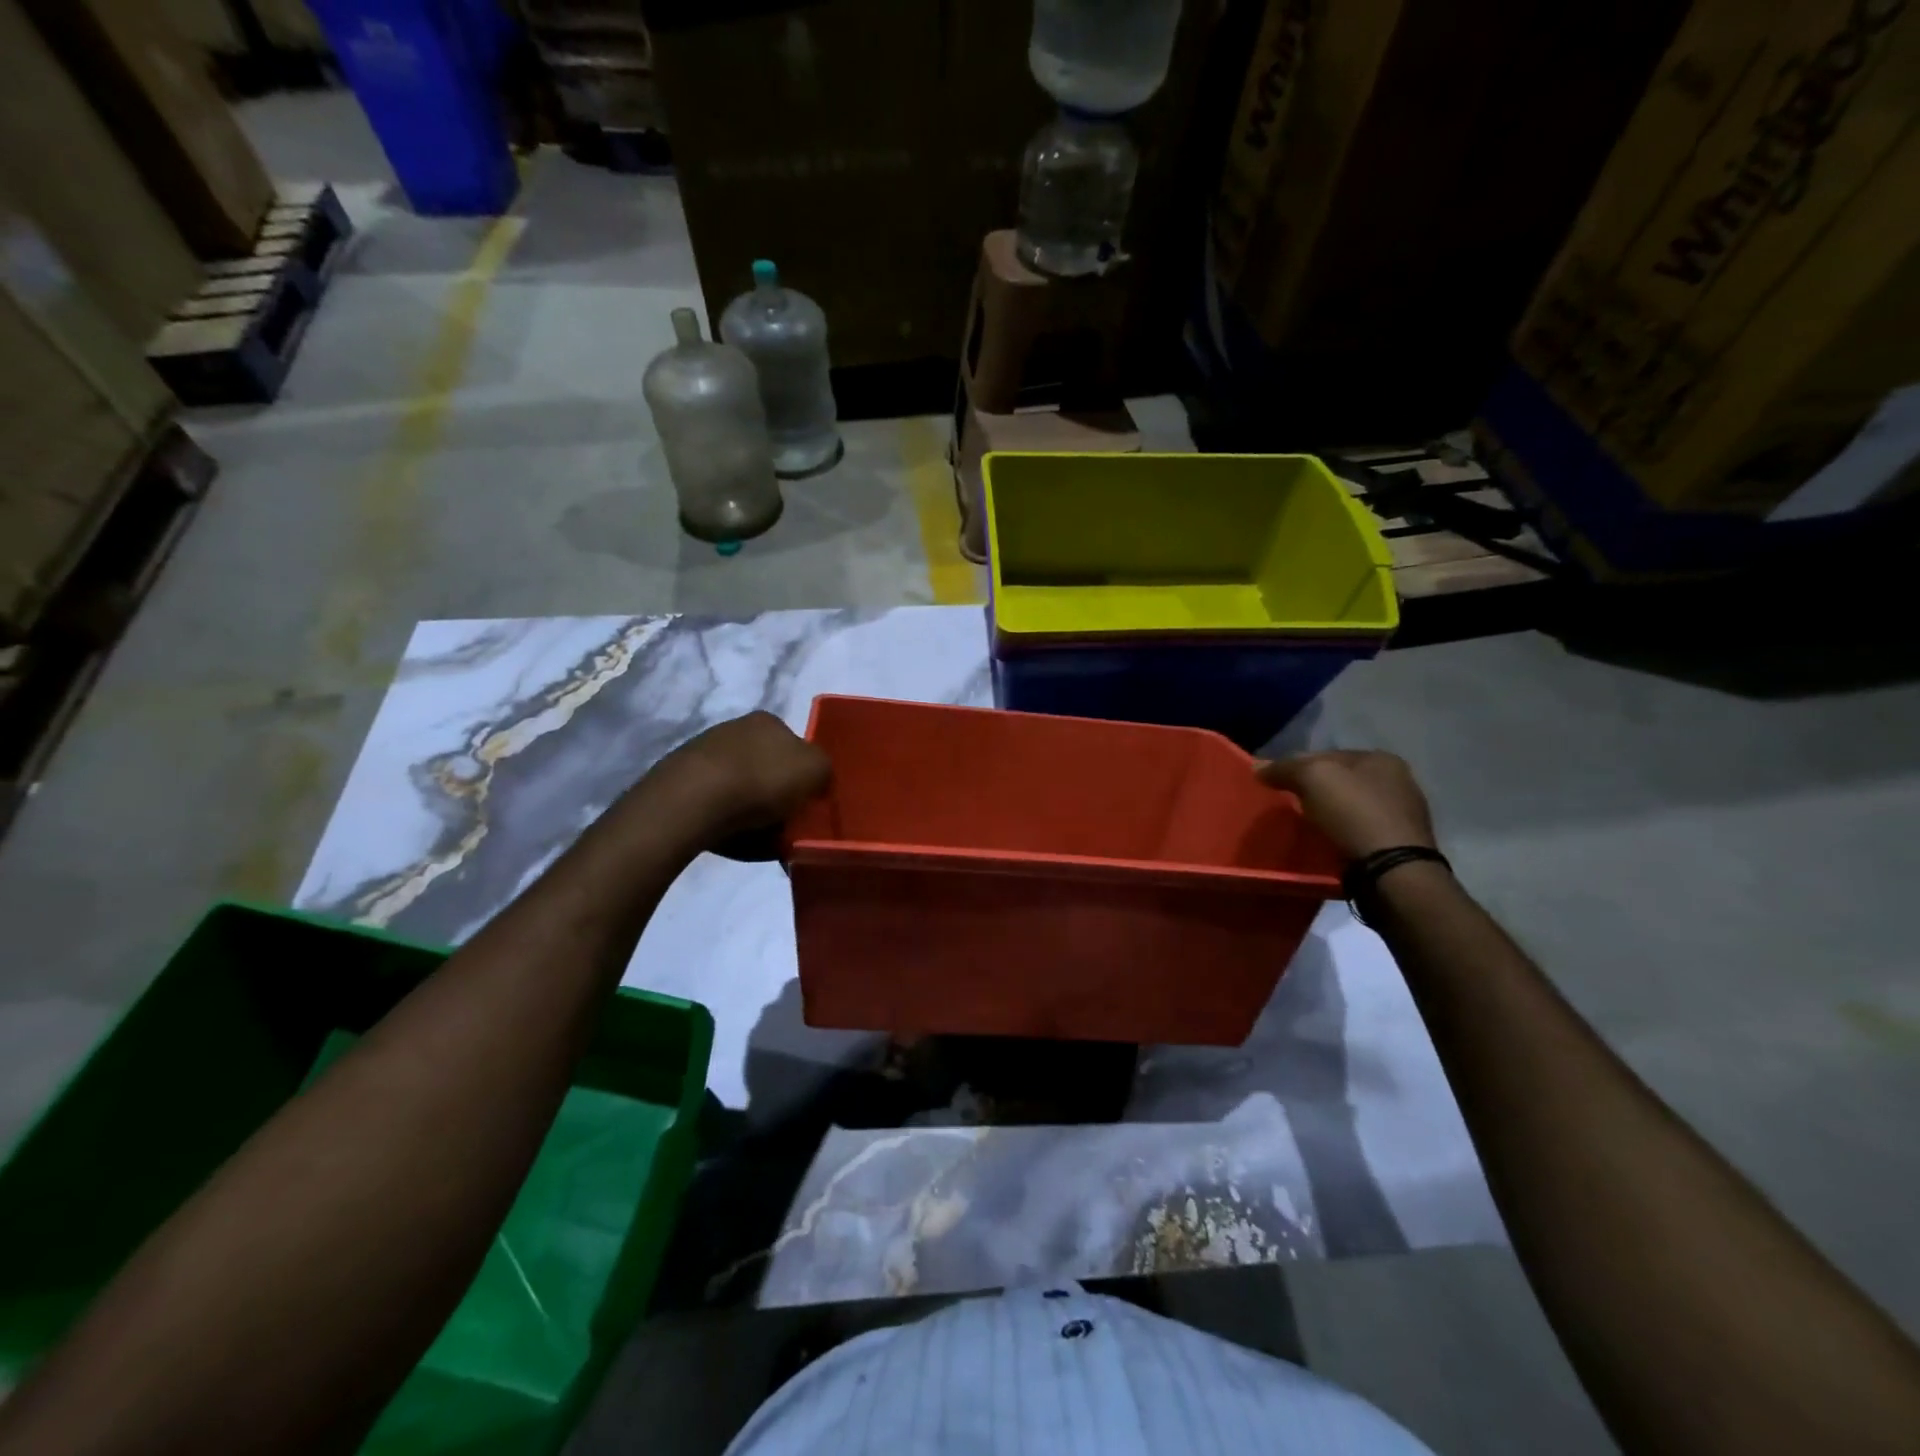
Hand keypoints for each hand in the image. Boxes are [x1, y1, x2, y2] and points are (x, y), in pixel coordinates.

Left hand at [655, 712, 830, 858]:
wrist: (692, 801)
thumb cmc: (762, 780)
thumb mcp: (816, 770)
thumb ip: (824, 770)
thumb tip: (816, 781)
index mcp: (768, 720)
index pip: (795, 746)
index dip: (804, 776)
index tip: (806, 803)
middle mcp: (734, 728)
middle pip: (768, 766)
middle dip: (777, 794)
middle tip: (785, 824)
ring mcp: (703, 752)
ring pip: (741, 786)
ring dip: (751, 810)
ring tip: (757, 837)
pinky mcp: (680, 780)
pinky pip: (716, 804)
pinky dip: (726, 820)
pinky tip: (730, 836)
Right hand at [1255, 750, 1437, 860]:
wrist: (1392, 872)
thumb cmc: (1354, 814)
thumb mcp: (1313, 779)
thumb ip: (1285, 768)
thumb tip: (1259, 767)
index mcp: (1381, 759)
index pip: (1327, 755)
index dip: (1297, 766)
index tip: (1275, 783)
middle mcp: (1399, 782)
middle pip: (1340, 782)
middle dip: (1314, 792)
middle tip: (1287, 807)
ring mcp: (1403, 816)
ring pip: (1350, 808)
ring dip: (1328, 815)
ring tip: (1303, 829)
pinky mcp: (1400, 847)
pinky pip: (1359, 833)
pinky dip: (1341, 836)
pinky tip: (1326, 844)